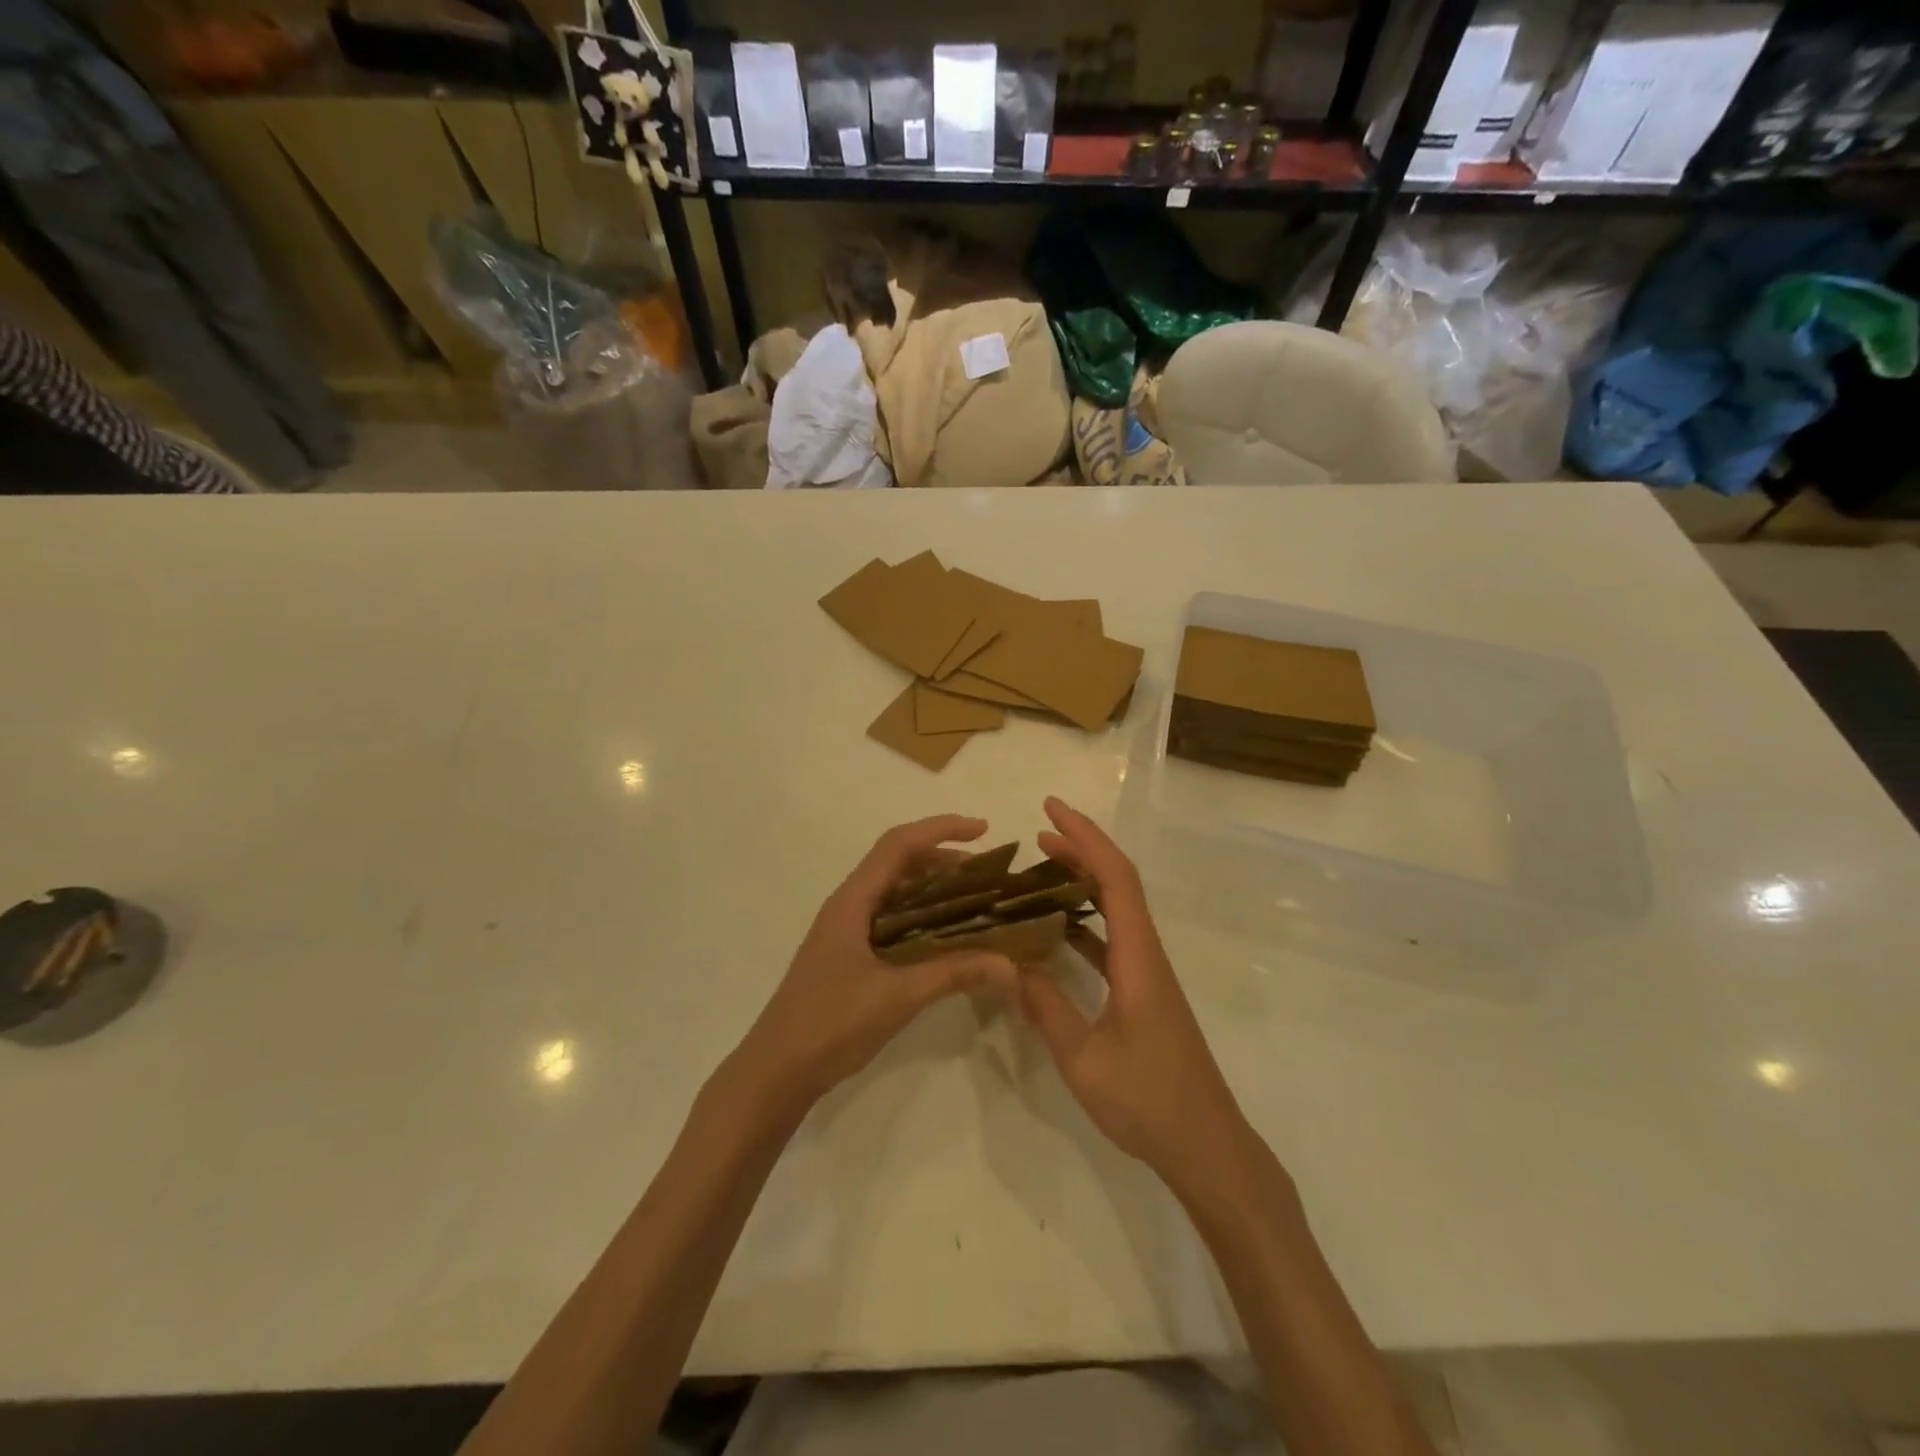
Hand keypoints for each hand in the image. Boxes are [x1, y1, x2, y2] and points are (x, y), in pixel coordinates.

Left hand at [734, 815, 1017, 1111]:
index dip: (941, 829)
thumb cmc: (830, 1024)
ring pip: (895, 891)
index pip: (899, 844)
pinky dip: (922, 916)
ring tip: (976, 900)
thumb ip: (953, 974)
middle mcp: (848, 906)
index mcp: (853, 901)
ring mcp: (846, 931)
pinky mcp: (849, 955)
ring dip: (933, 887)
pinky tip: (946, 938)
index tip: (983, 831)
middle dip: (943, 858)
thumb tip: (1010, 964)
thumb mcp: (897, 996)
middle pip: (898, 862)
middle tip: (988, 873)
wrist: (776, 1072)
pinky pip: (891, 919)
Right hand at [1017, 798, 1251, 1196]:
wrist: (1207, 1147)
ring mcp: (1148, 974)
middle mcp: (1146, 955)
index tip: (1051, 811)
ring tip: (1040, 871)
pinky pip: (1112, 941)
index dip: (1085, 838)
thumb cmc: (1150, 1102)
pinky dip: (1084, 923)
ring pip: (1116, 911)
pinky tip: (1055, 932)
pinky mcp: (1144, 994)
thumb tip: (1009, 965)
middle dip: (1081, 850)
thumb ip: (1046, 1009)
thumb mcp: (1084, 1060)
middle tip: (1038, 834)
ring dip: (1083, 883)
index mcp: (1138, 959)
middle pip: (1118, 884)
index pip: (1115, 879)